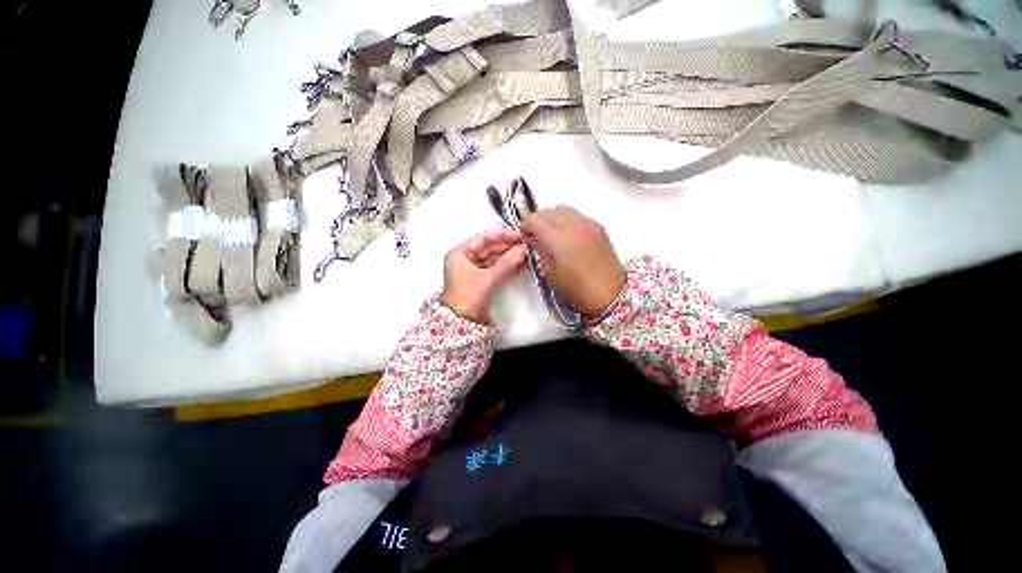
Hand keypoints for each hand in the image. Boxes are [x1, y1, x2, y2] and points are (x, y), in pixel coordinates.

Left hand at [440, 229, 528, 323]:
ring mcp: (474, 270)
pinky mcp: (481, 281)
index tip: (518, 235)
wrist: (461, 323)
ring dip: (510, 257)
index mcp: (460, 253)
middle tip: (526, 246)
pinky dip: (508, 267)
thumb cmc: (467, 298)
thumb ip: (506, 263)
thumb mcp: (488, 278)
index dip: (502, 236)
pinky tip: (521, 265)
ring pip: (495, 259)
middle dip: (509, 248)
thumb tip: (522, 250)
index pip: (483, 238)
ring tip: (527, 255)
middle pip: (490, 248)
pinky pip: (496, 269)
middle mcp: (466, 259)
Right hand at [520, 207, 625, 316]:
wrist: (609, 293)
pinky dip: (567, 220)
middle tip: (536, 234)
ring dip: (552, 218)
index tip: (524, 235)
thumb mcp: (550, 272)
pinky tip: (568, 235)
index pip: (534, 219)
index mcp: (557, 237)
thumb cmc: (575, 288)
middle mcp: (572, 224)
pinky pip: (577, 216)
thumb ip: (540, 250)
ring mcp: (587, 223)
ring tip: (551, 233)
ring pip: (563, 209)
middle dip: (538, 220)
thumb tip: (533, 239)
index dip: (525, 226)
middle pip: (548, 211)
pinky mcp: (598, 226)